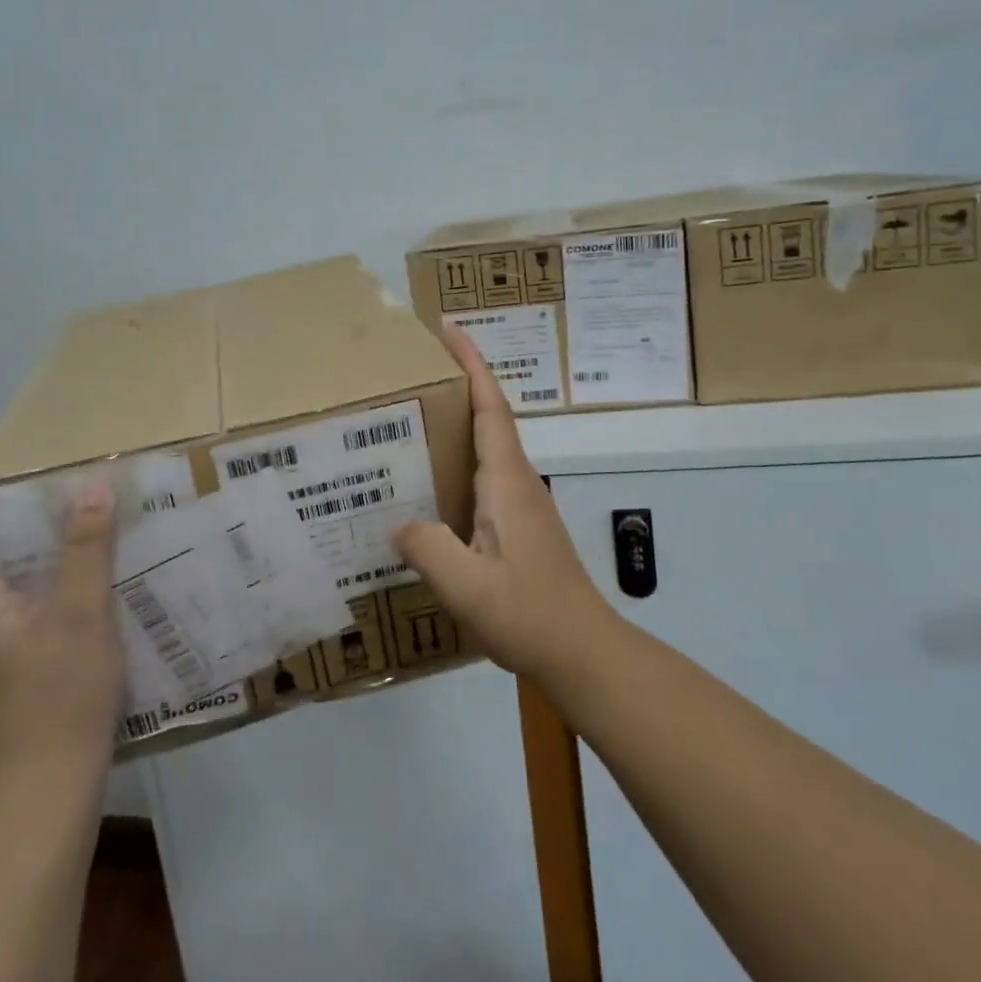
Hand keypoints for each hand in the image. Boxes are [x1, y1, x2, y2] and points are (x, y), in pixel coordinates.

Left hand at [0, 450, 125, 782]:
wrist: (50, 779)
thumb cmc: (60, 692)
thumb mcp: (83, 611)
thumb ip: (86, 547)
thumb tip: (90, 487)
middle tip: (27, 471)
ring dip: (4, 532)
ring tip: (53, 507)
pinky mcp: (3, 656)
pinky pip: (2, 592)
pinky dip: (24, 562)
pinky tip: (69, 564)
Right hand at [395, 325, 616, 683]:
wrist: (583, 651)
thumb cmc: (530, 614)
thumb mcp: (468, 586)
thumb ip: (428, 548)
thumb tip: (398, 522)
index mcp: (506, 481)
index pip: (490, 408)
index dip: (473, 365)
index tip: (450, 329)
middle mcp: (517, 482)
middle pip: (488, 418)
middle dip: (458, 385)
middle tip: (411, 373)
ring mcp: (521, 504)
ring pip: (485, 449)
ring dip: (456, 425)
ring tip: (409, 422)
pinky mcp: (519, 526)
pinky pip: (482, 478)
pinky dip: (456, 464)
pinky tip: (427, 487)